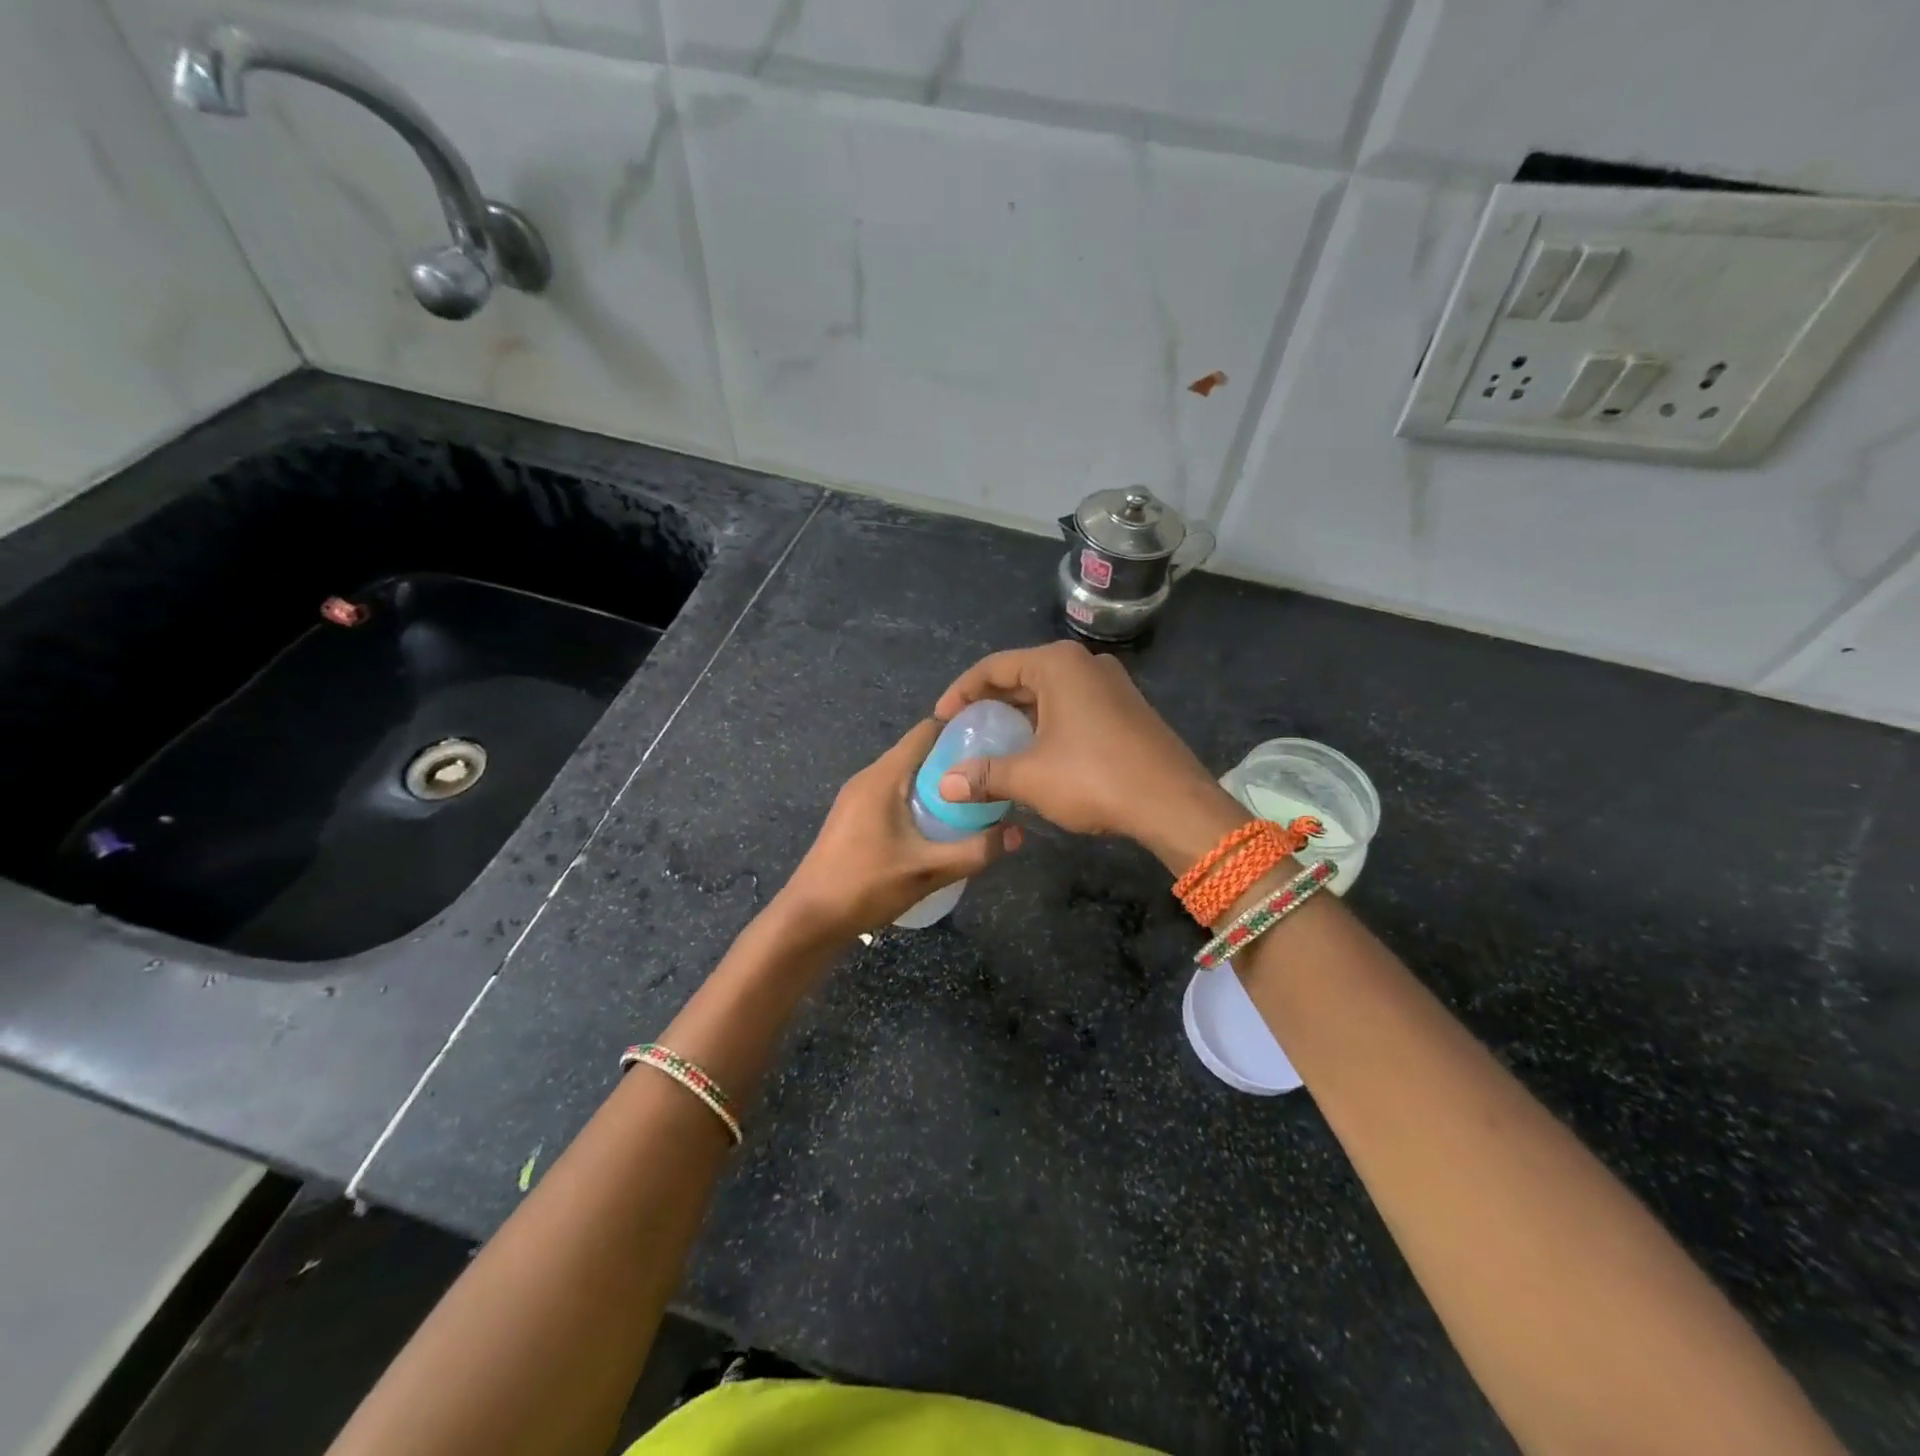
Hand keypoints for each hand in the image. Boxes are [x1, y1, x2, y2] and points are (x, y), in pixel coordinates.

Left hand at [776, 719, 1020, 941]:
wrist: (808, 920)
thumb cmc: (865, 886)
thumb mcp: (929, 870)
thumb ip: (976, 851)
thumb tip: (1019, 833)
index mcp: (883, 776)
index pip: (926, 731)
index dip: (961, 731)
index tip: (995, 743)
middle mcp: (868, 777)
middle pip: (918, 753)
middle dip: (955, 762)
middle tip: (991, 779)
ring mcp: (857, 797)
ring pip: (906, 775)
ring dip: (937, 785)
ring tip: (972, 803)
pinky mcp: (853, 817)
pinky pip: (893, 794)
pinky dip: (918, 800)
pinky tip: (937, 827)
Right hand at [933, 641, 1243, 873]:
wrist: (1173, 803)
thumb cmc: (1094, 778)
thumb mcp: (1030, 777)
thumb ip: (984, 775)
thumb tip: (945, 785)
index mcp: (1057, 665)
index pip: (994, 667)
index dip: (960, 692)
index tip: (940, 720)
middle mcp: (1084, 664)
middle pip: (1021, 676)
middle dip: (989, 705)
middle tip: (963, 732)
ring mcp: (1110, 685)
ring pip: (1049, 693)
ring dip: (1018, 717)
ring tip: (993, 744)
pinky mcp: (1125, 709)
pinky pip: (1072, 707)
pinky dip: (1046, 724)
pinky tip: (1034, 753)